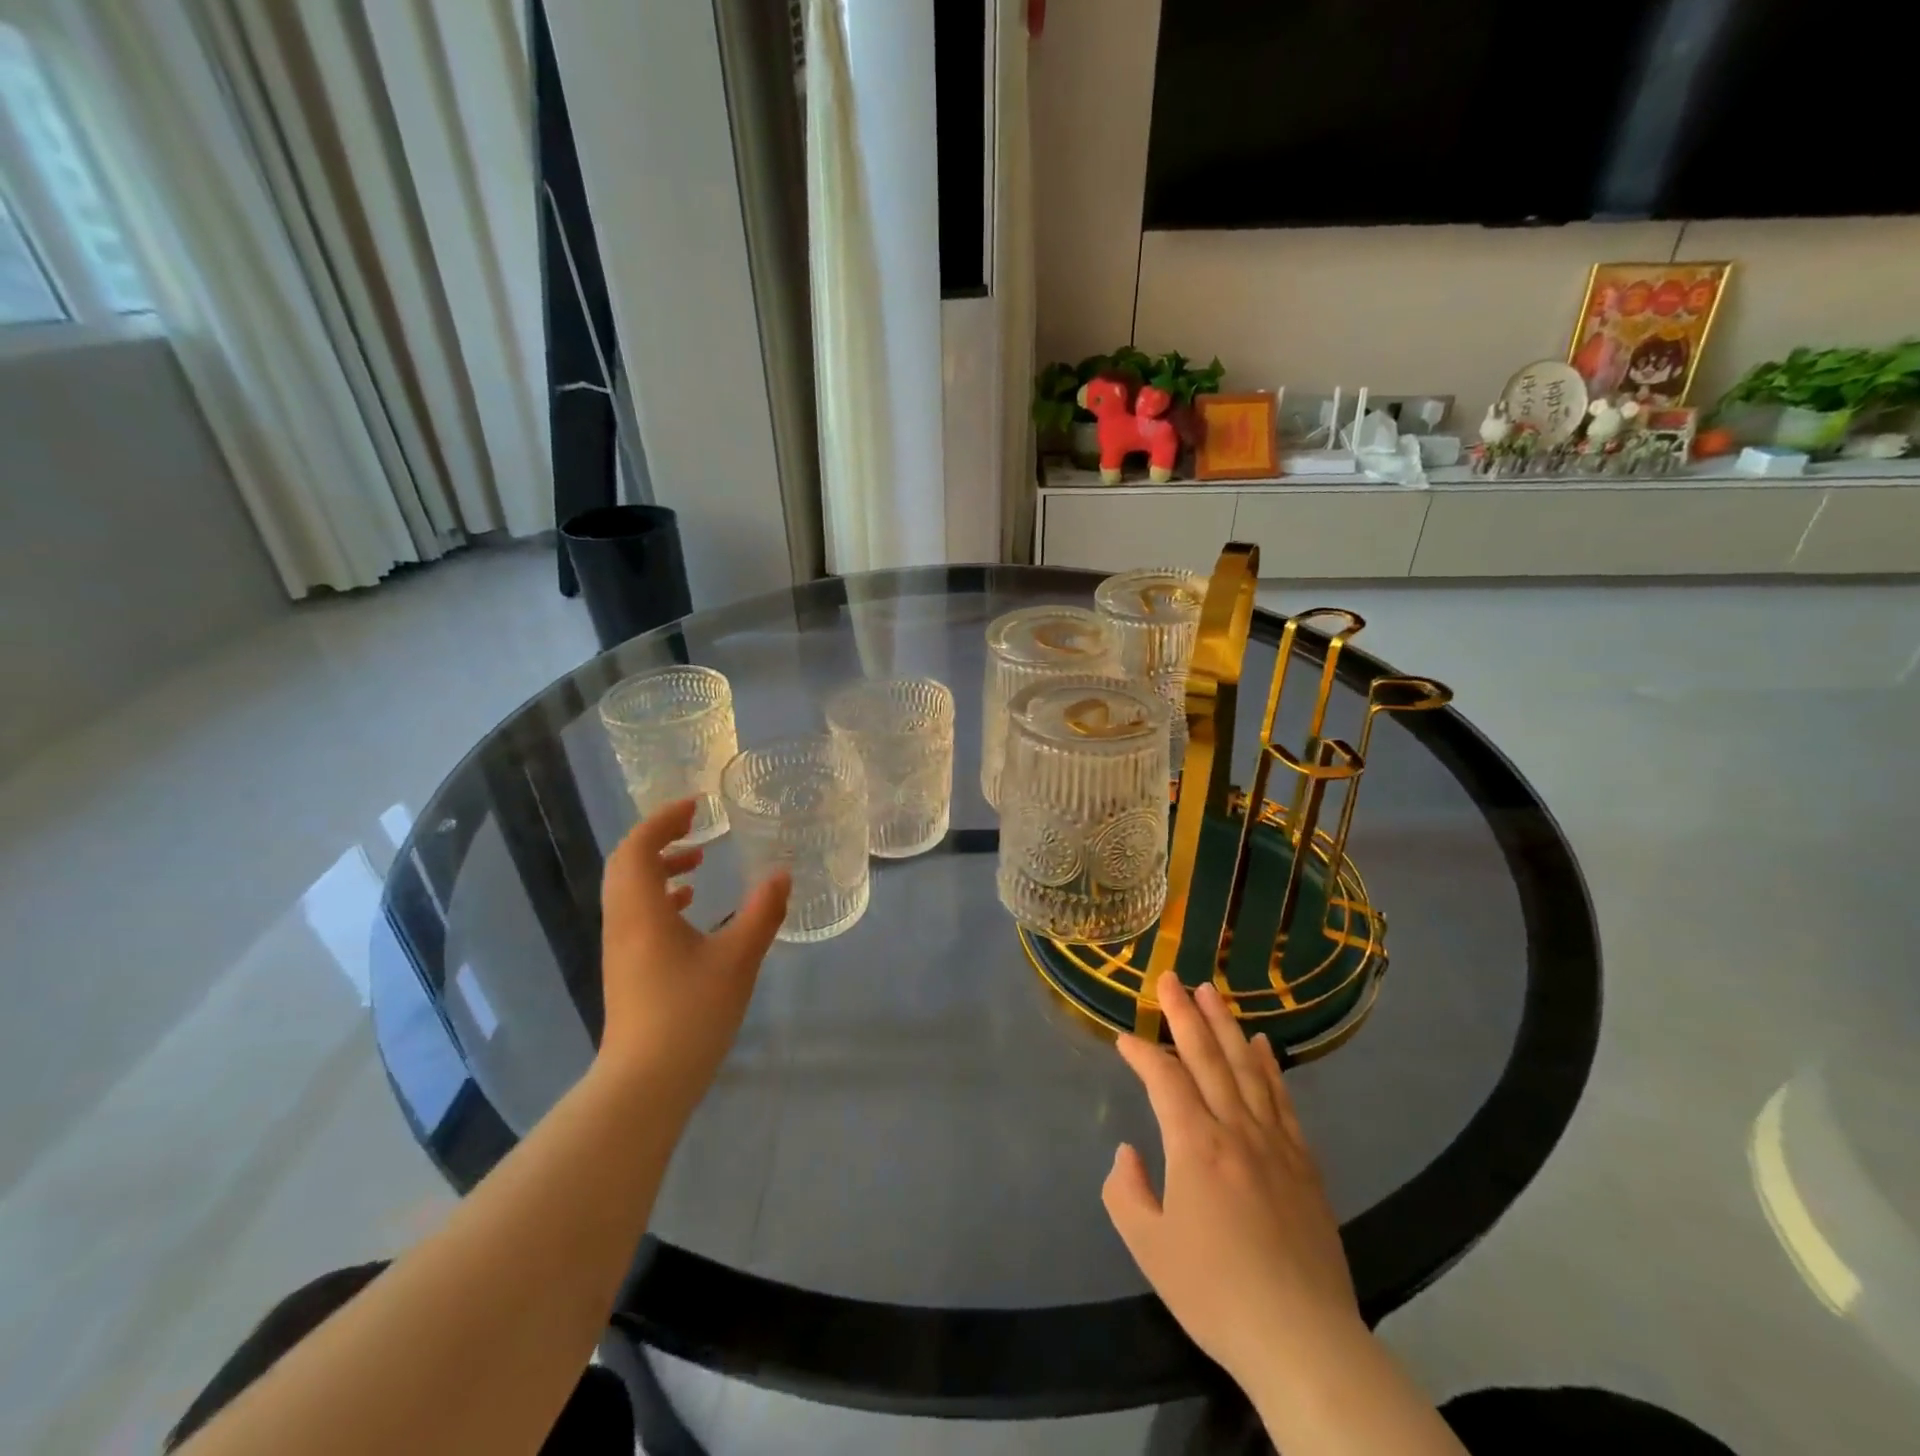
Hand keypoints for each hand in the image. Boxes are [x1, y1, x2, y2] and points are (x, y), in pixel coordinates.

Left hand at [596, 799, 789, 1119]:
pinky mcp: (627, 968)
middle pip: (627, 864)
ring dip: (660, 867)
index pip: (638, 847)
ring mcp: (620, 947)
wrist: (646, 1083)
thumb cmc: (690, 1013)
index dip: (663, 819)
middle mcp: (623, 921)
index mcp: (641, 910)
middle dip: (660, 838)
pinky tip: (691, 908)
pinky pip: (636, 913)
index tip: (696, 806)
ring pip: (630, 889)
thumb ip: (761, 912)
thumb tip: (782, 874)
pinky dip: (660, 896)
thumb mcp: (738, 958)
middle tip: (696, 828)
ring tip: (698, 863)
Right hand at [1103, 973, 1361, 1389]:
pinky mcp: (1304, 1164)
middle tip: (1170, 977)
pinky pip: (1283, 1101)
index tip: (1123, 1038)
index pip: (1164, 1079)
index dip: (1141, 1053)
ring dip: (1226, 1025)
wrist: (1302, 1340)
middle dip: (1184, 1014)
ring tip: (1211, 991)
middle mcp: (1236, 1130)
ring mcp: (1275, 1143)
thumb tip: (1129, 1153)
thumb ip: (1126, 1191)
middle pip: (1207, 1057)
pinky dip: (1270, 1067)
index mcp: (1195, 1145)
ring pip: (1247, 1068)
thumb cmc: (1216, 1292)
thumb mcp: (1149, 1248)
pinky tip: (1262, 1045)